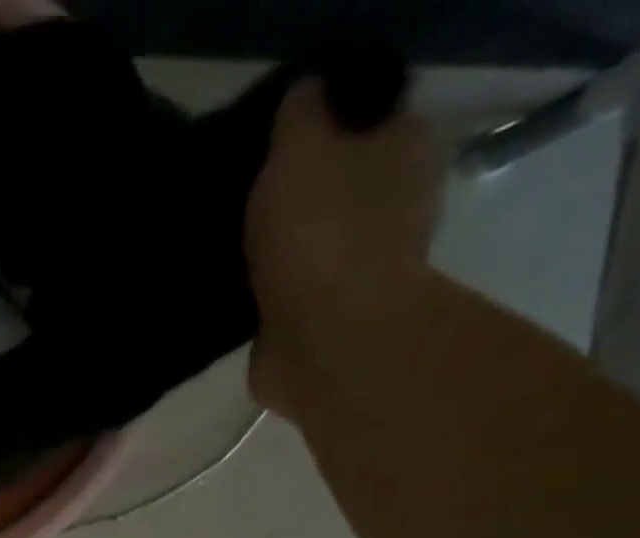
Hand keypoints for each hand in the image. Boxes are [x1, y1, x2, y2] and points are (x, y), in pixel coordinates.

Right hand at [245, 81, 443, 419]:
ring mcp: (363, 275)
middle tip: (247, 200)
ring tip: (232, 250)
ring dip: (281, 254)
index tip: (278, 144)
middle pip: (341, 191)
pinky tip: (236, 296)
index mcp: (407, 151)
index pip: (369, 121)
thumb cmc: (320, 231)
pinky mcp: (327, 328)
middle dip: (301, 198)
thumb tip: (303, 98)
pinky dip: (270, 301)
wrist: (322, 339)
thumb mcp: (301, 148)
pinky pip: (293, 302)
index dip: (324, 128)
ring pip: (315, 250)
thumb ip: (300, 116)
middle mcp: (399, 210)